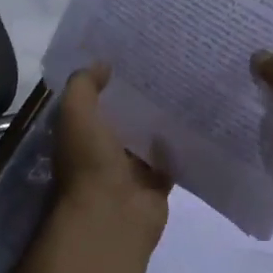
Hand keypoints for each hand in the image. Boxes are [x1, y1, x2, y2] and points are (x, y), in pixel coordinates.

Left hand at [55, 65, 171, 252]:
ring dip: (161, 120)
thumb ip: (84, 86)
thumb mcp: (77, 114)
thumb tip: (102, 64)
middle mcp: (103, 152)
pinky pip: (170, 160)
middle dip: (139, 98)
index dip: (108, 81)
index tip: (130, 55)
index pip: (94, 103)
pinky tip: (195, 120)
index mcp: (80, 136)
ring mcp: (130, 171)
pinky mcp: (156, 185)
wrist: (112, 216)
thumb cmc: (89, 163)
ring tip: (185, 85)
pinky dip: (180, 145)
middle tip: (165, 65)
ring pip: (147, 138)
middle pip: (123, 119)